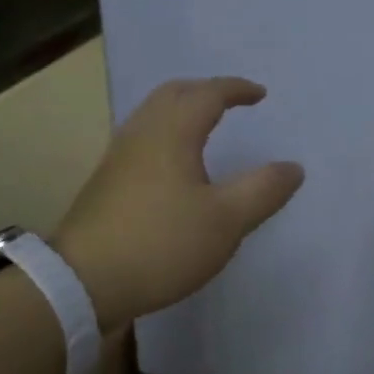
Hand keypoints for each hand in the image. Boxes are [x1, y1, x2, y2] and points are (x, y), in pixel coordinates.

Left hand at [52, 77, 303, 330]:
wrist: (80, 284)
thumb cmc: (161, 244)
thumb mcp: (226, 221)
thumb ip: (263, 190)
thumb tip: (293, 167)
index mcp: (172, 133)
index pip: (208, 94)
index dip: (236, 89)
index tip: (260, 95)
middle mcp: (142, 134)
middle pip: (173, 94)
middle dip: (205, 91)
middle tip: (231, 102)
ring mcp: (118, 157)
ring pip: (152, 115)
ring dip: (182, 109)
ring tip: (205, 126)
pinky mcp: (105, 183)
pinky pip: (142, 138)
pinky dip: (166, 132)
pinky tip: (174, 164)